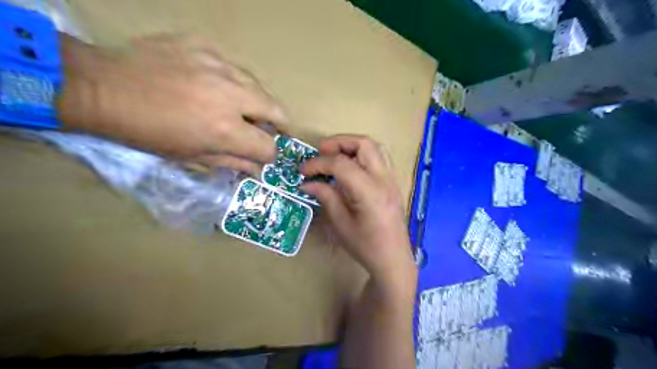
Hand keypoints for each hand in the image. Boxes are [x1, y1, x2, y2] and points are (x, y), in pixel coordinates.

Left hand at [58, 33, 287, 173]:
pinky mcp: (205, 47)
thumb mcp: (191, 156)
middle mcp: (230, 95)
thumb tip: (258, 169)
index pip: (268, 146)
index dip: (270, 154)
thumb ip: (232, 162)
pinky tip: (217, 85)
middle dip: (280, 125)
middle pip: (277, 110)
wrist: (102, 86)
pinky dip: (233, 82)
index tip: (264, 154)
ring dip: (258, 102)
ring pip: (259, 86)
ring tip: (245, 108)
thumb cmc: (147, 132)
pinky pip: (233, 68)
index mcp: (224, 129)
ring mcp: (219, 66)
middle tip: (273, 130)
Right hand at [301, 135, 414, 281]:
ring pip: (375, 147)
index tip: (303, 170)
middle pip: (364, 144)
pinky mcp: (393, 183)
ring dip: (352, 146)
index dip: (318, 163)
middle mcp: (384, 180)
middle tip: (321, 152)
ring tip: (335, 156)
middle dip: (339, 142)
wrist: (393, 259)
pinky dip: (362, 155)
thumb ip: (326, 197)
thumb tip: (307, 183)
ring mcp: (392, 180)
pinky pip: (379, 158)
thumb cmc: (365, 246)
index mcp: (369, 192)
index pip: (341, 164)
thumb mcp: (341, 224)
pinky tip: (351, 168)